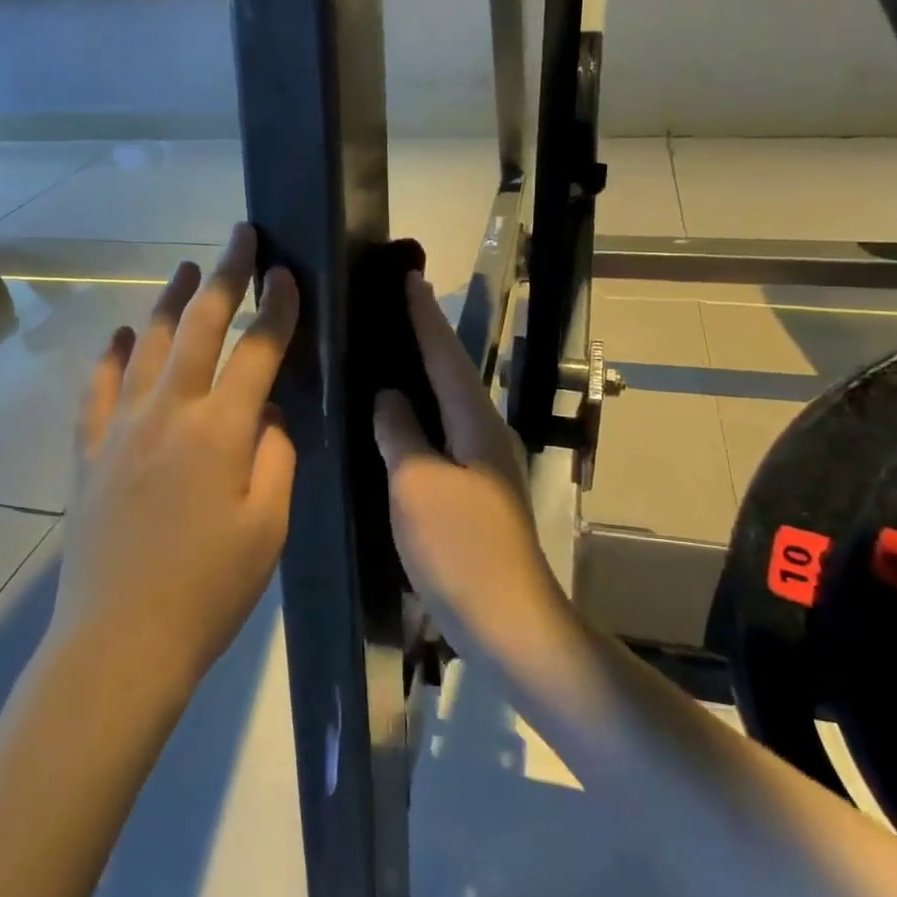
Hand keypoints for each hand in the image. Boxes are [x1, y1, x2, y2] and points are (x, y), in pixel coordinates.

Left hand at [57, 224, 300, 690]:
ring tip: (188, 268)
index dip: (278, 307)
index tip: (288, 271)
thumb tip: (269, 411)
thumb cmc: (210, 588)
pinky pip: (100, 387)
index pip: (258, 349)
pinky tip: (122, 334)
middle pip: (203, 327)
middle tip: (241, 236)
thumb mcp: (269, 523)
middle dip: (227, 275)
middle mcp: (169, 412)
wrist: (120, 641)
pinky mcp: (90, 450)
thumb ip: (277, 454)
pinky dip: (113, 354)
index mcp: (222, 430)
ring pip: (150, 344)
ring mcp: (122, 427)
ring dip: (173, 301)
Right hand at [372, 274, 564, 645]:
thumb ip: (401, 434)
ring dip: (423, 375)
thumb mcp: (418, 484)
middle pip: (451, 374)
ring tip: (389, 351)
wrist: (507, 620)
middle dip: (425, 337)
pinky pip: (442, 437)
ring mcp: (482, 466)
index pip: (445, 355)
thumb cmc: (460, 547)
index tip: (410, 276)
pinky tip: (398, 421)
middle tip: (394, 306)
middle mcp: (484, 435)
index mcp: (475, 423)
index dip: (425, 316)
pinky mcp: (473, 493)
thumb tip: (389, 396)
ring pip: (447, 406)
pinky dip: (420, 417)